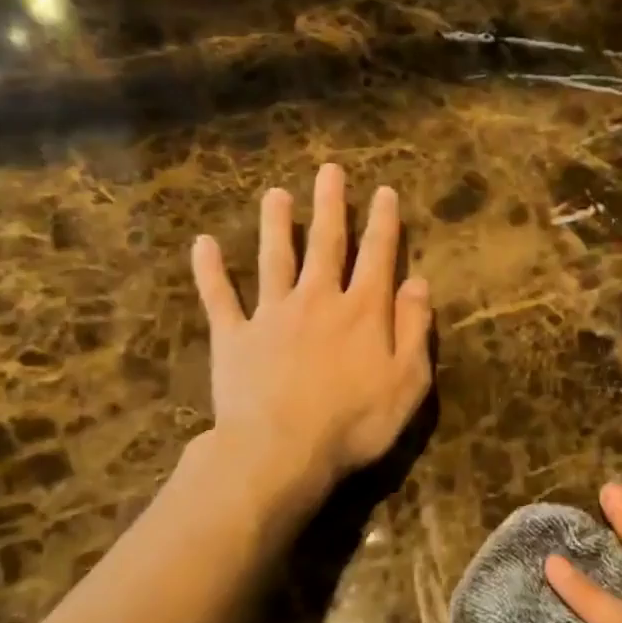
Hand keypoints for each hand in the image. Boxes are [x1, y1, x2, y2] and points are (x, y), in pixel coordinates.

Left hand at [190, 164, 433, 514]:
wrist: (281, 451)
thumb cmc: (355, 422)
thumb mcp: (408, 382)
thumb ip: (415, 329)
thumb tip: (418, 282)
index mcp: (363, 311)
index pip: (377, 256)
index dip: (383, 223)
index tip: (383, 192)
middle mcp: (317, 300)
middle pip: (325, 244)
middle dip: (329, 207)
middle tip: (328, 171)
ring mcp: (271, 315)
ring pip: (274, 259)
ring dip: (276, 225)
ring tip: (275, 194)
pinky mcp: (234, 337)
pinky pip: (219, 297)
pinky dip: (210, 270)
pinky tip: (203, 244)